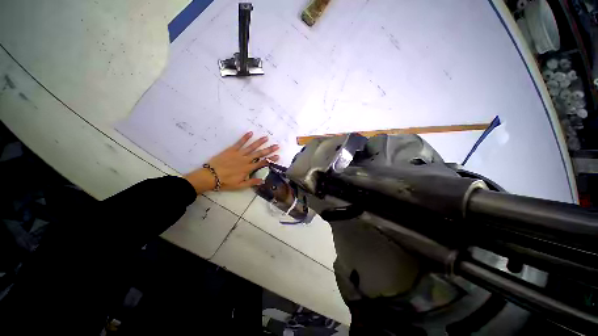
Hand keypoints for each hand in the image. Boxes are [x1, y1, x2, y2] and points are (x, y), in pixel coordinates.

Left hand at [184, 132, 278, 193]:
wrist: (210, 176)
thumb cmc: (226, 182)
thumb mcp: (240, 186)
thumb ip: (252, 182)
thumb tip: (263, 180)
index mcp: (248, 169)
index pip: (262, 163)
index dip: (271, 159)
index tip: (278, 156)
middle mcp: (246, 160)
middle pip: (259, 154)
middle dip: (269, 149)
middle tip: (277, 145)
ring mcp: (239, 154)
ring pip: (251, 147)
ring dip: (259, 142)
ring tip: (266, 137)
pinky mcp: (231, 150)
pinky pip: (239, 142)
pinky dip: (245, 137)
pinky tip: (250, 132)